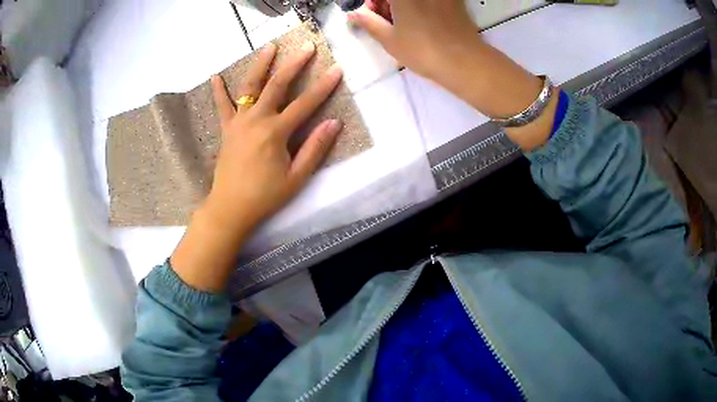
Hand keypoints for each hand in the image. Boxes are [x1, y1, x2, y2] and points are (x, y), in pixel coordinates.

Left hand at [204, 41, 342, 235]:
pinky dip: (218, 91)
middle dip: (294, 64)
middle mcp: (256, 120)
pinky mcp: (226, 130)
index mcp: (275, 133)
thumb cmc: (265, 196)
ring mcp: (238, 122)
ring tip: (269, 46)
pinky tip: (215, 76)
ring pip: (249, 87)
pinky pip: (222, 107)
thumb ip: (315, 148)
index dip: (323, 86)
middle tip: (306, 46)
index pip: (305, 103)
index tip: (337, 69)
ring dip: (260, 65)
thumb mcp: (296, 177)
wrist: (230, 208)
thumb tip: (334, 123)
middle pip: (277, 85)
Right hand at [350, 0, 556, 151]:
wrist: (464, 61)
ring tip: (403, 22)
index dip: (373, 3)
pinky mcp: (454, 1)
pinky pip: (431, 1)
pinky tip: (422, 20)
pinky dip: (422, 6)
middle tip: (385, 18)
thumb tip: (353, 14)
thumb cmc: (422, 50)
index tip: (372, 13)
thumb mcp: (388, 39)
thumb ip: (368, 22)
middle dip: (387, 3)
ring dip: (404, 5)